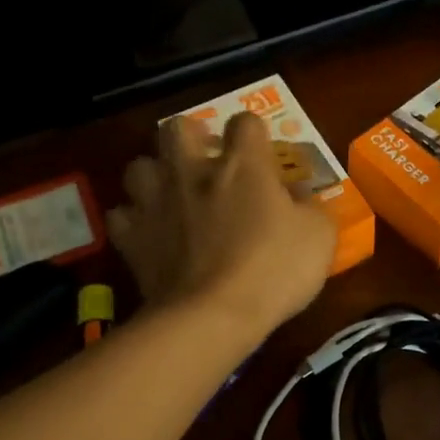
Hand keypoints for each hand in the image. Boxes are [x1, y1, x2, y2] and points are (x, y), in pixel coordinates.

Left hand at [108, 111, 336, 340]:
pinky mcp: (131, 238)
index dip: (254, 133)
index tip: (262, 155)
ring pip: (139, 166)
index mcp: (243, 165)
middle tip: (206, 162)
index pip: (245, 122)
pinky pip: (121, 216)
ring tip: (171, 196)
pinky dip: (134, 221)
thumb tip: (298, 197)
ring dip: (155, 177)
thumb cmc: (273, 270)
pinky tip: (149, 234)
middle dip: (191, 138)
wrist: (213, 316)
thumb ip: (310, 208)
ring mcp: (155, 203)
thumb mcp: (318, 237)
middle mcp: (192, 172)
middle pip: (178, 128)